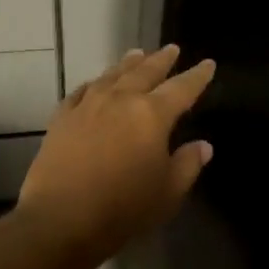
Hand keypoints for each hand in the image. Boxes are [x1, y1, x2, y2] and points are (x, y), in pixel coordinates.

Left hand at [16, 45, 215, 260]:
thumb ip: (188, 165)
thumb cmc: (123, 208)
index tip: (207, 63)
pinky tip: (95, 83)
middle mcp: (121, 100)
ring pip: (112, 75)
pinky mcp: (62, 118)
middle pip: (145, 72)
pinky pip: (81, 91)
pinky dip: (94, 83)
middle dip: (162, 60)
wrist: (61, 219)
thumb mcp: (168, 192)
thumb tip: (203, 145)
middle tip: (172, 49)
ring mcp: (88, 106)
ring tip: (137, 54)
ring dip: (128, 63)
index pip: (182, 88)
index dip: (197, 76)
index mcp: (152, 115)